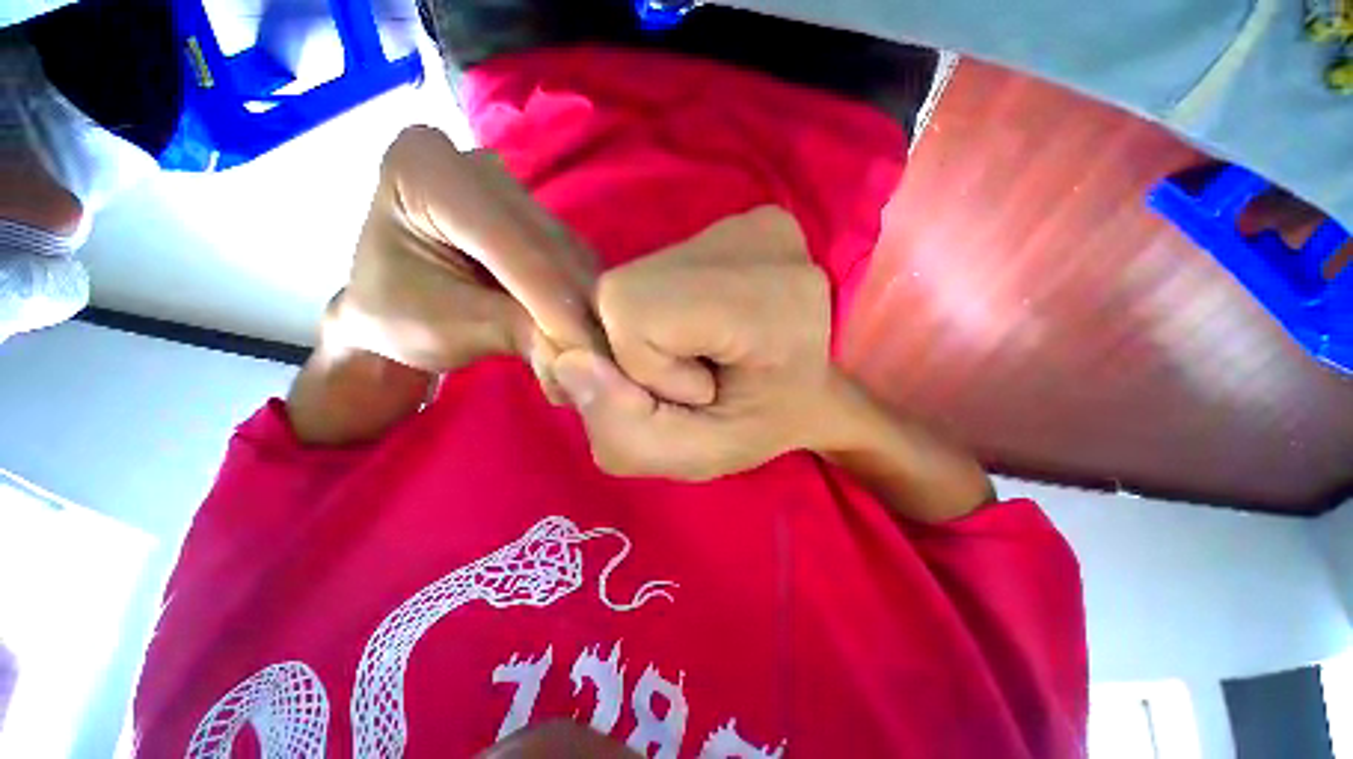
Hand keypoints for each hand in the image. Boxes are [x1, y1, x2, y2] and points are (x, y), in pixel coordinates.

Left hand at [335, 126, 603, 374]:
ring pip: (572, 256)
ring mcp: (515, 191)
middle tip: (599, 365)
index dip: (556, 303)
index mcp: (426, 170)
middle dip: (579, 311)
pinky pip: (578, 263)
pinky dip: (588, 302)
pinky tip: (593, 333)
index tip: (590, 358)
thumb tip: (582, 353)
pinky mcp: (540, 220)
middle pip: (549, 246)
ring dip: (591, 309)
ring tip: (598, 355)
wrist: (395, 311)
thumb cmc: (399, 318)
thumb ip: (514, 331)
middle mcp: (478, 166)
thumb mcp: (444, 329)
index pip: (513, 241)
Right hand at [550, 206, 845, 480]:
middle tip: (695, 374)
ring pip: (631, 279)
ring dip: (648, 333)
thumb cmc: (759, 425)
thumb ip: (622, 430)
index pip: (632, 309)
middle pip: (623, 290)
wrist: (808, 390)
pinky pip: (653, 270)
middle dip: (638, 350)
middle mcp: (762, 238)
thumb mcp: (692, 455)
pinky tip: (703, 330)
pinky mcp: (737, 222)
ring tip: (702, 354)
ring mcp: (751, 223)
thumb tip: (569, 361)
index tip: (698, 390)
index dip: (643, 365)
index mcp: (769, 302)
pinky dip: (660, 312)